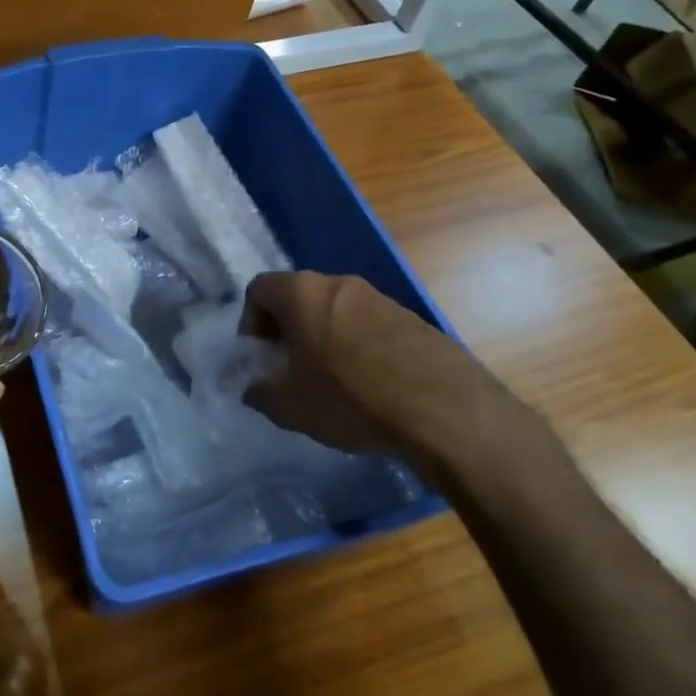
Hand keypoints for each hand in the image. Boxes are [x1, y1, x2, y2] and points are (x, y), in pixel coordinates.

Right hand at [241, 271, 549, 486]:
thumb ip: (261, 393)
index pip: (259, 289)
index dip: (249, 322)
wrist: (445, 411)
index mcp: (302, 293)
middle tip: (290, 370)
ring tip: (331, 384)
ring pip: (336, 312)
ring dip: (324, 339)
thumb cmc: (350, 398)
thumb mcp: (291, 406)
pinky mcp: (414, 321)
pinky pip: (370, 328)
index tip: (260, 357)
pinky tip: (369, 389)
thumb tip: (254, 389)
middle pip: (299, 298)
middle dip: (287, 331)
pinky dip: (358, 349)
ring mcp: (381, 300)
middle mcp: (340, 284)